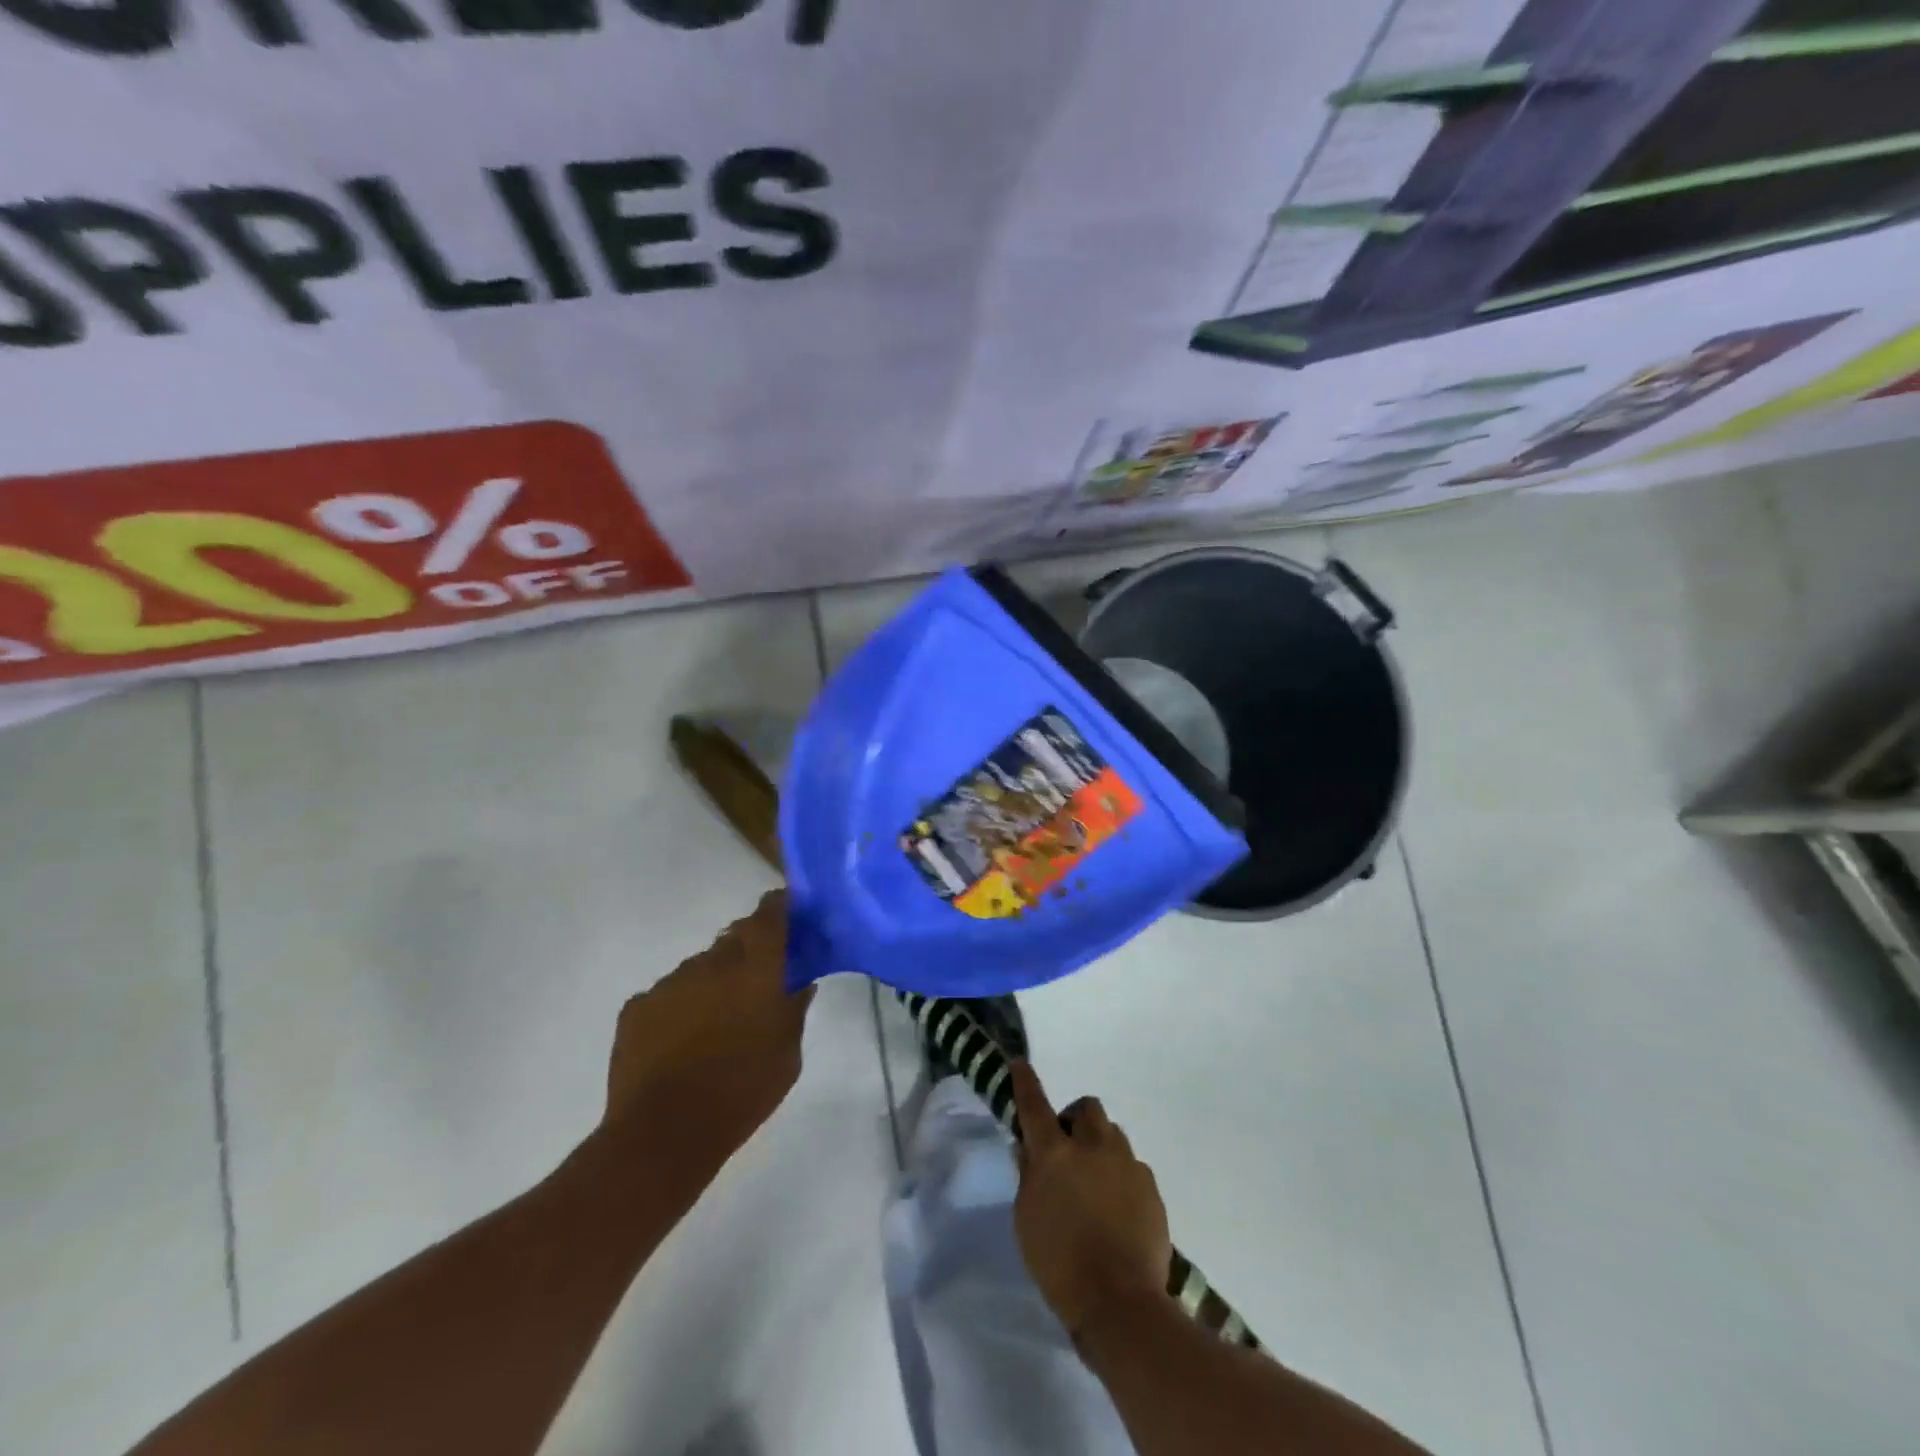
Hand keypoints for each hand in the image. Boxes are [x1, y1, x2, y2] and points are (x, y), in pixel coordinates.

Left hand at [603, 890, 813, 1147]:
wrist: (663, 1133)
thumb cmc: (742, 1091)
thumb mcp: (788, 1055)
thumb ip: (794, 1009)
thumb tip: (800, 982)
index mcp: (755, 968)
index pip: (770, 914)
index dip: (780, 907)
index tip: (790, 911)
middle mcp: (711, 963)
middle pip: (734, 938)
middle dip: (748, 950)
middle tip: (757, 980)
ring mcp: (670, 982)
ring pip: (700, 968)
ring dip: (713, 982)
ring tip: (715, 1022)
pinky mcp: (637, 1007)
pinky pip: (668, 994)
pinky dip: (680, 1007)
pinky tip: (681, 1041)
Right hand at [1010, 1061, 1172, 1339]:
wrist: (1121, 1304)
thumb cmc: (1060, 1265)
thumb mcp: (1026, 1221)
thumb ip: (1028, 1177)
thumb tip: (1028, 1148)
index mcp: (1055, 1154)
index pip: (1034, 1105)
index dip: (1025, 1081)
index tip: (1019, 1062)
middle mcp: (1093, 1146)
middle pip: (1087, 1108)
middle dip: (1076, 1120)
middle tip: (1069, 1149)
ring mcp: (1127, 1164)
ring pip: (1113, 1135)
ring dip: (1101, 1148)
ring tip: (1096, 1184)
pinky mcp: (1151, 1187)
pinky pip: (1133, 1167)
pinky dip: (1122, 1178)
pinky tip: (1118, 1211)